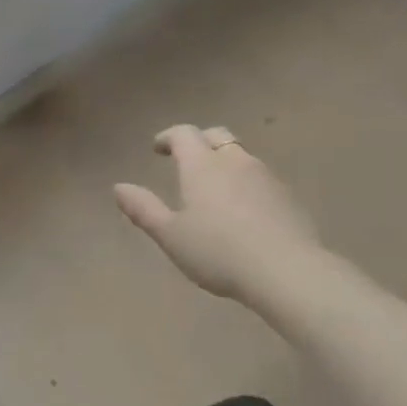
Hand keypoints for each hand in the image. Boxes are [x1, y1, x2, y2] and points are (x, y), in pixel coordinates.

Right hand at [114, 125, 321, 300]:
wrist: (286, 271)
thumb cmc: (217, 252)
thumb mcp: (170, 235)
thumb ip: (143, 209)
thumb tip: (118, 187)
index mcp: (202, 166)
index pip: (183, 134)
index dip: (168, 137)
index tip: (158, 148)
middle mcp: (234, 161)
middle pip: (216, 135)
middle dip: (198, 141)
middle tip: (185, 158)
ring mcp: (266, 176)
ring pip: (241, 156)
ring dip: (224, 161)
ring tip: (213, 186)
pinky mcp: (287, 196)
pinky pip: (260, 178)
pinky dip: (245, 182)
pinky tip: (242, 208)